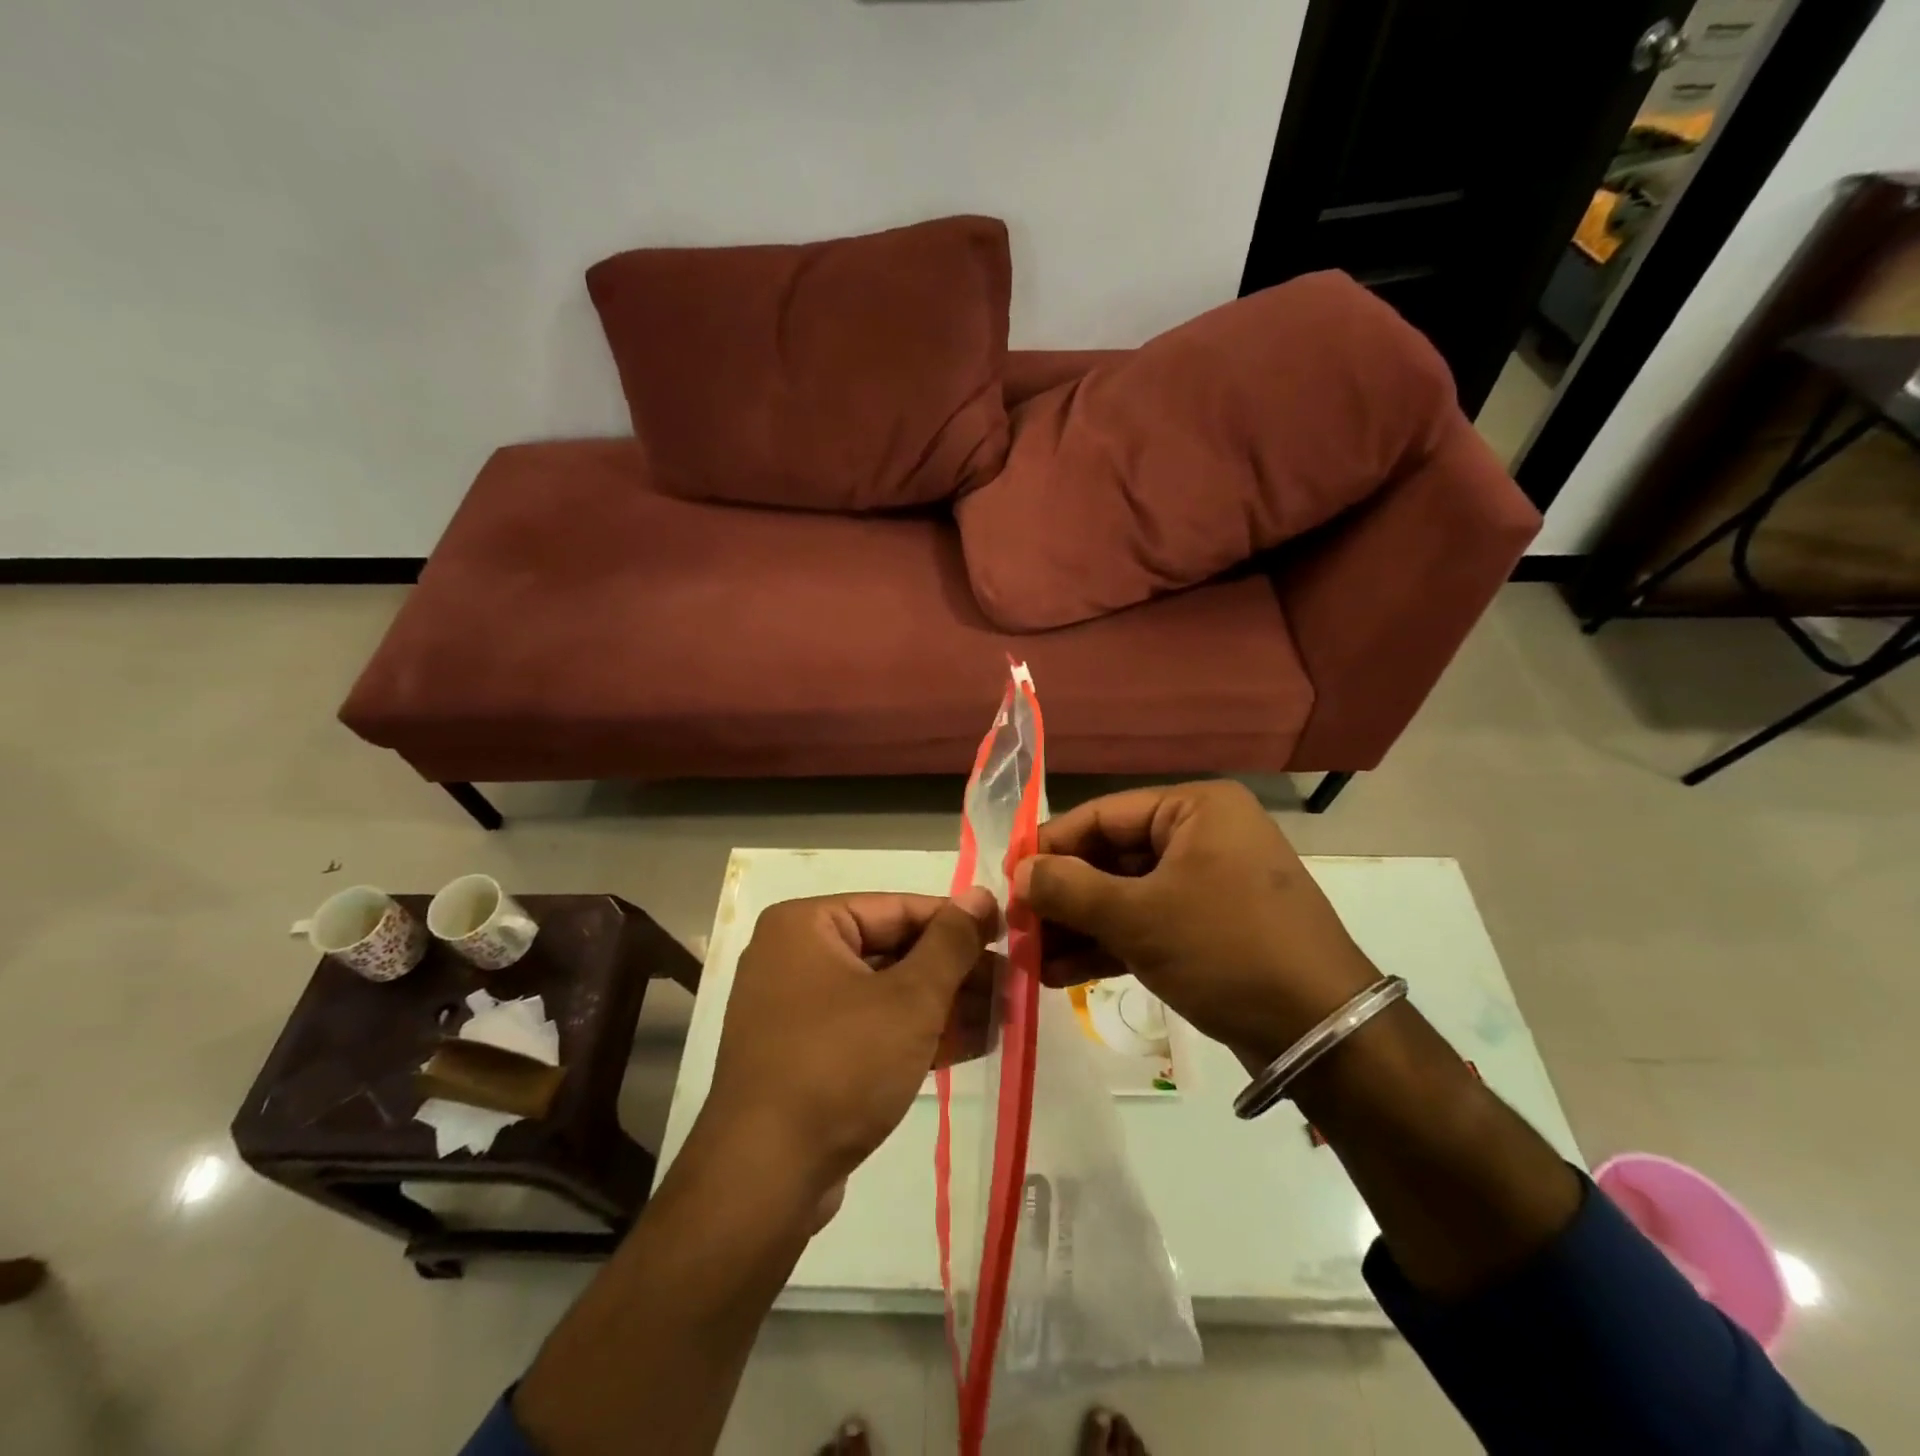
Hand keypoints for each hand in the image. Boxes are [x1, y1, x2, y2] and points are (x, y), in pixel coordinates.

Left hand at [701, 889, 999, 1208]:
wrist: (765, 1180)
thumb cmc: (840, 1065)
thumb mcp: (909, 999)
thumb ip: (951, 943)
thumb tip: (982, 894)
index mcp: (806, 926)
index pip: (898, 908)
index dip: (958, 922)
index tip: (1008, 935)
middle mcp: (796, 957)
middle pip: (892, 950)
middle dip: (955, 971)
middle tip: (1013, 984)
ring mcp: (798, 1010)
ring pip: (886, 993)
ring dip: (944, 1005)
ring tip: (1004, 1015)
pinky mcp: (808, 1056)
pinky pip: (870, 1029)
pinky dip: (916, 1034)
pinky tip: (973, 1043)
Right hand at [1015, 780, 1378, 1068]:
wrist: (1321, 1033)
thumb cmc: (1226, 949)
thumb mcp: (1139, 916)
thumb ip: (1070, 888)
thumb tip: (1019, 871)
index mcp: (1195, 809)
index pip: (1102, 816)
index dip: (1050, 847)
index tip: (1006, 879)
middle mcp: (1202, 835)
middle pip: (1112, 858)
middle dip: (1063, 898)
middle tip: (1017, 928)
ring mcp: (1208, 883)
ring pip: (1126, 896)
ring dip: (1079, 928)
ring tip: (1030, 960)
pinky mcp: (1210, 927)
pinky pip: (1148, 925)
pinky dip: (1109, 946)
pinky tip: (1062, 975)